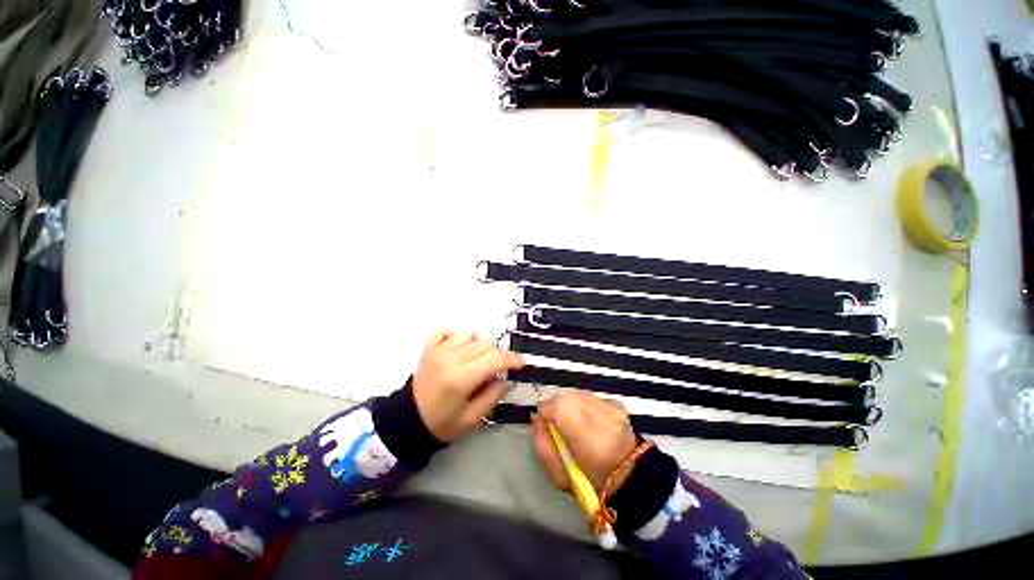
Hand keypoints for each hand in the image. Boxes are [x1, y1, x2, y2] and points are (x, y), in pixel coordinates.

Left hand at [412, 331, 524, 442]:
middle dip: (496, 355)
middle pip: (486, 344)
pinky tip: (459, 350)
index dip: (512, 359)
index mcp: (461, 378)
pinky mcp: (430, 347)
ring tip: (475, 360)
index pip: (495, 359)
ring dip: (478, 345)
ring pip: (471, 334)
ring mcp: (439, 350)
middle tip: (495, 370)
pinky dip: (458, 336)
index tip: (520, 363)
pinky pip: (448, 330)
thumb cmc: (442, 423)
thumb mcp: (472, 418)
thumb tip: (507, 377)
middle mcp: (451, 358)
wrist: (408, 420)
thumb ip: (493, 395)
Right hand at [532, 390, 637, 493]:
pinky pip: (589, 395)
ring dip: (569, 403)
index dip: (546, 410)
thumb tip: (536, 416)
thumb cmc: (590, 481)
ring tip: (572, 421)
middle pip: (567, 395)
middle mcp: (603, 418)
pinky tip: (586, 419)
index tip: (544, 420)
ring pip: (577, 392)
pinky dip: (582, 403)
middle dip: (556, 405)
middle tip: (557, 422)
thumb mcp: (558, 474)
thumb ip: (542, 444)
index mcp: (589, 440)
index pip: (559, 407)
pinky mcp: (617, 403)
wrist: (628, 477)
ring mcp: (612, 408)